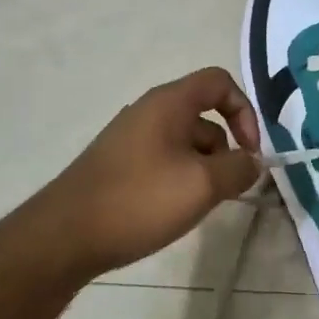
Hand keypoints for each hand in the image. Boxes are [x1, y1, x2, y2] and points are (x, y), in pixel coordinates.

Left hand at [25, 67, 262, 278]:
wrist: (65, 235)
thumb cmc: (139, 200)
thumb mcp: (202, 185)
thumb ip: (238, 168)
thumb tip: (252, 162)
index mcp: (169, 103)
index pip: (219, 82)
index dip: (244, 111)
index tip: (250, 151)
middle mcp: (148, 112)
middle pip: (203, 115)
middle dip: (225, 149)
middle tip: (227, 189)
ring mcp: (130, 139)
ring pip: (184, 142)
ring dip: (203, 168)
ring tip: (200, 205)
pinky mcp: (118, 165)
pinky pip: (163, 160)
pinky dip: (179, 178)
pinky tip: (173, 211)